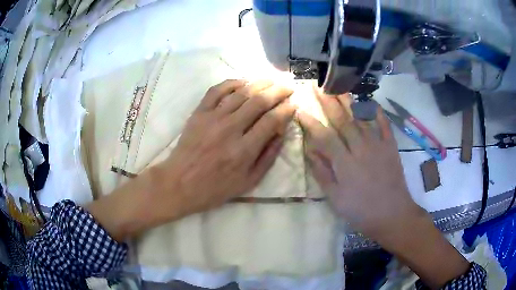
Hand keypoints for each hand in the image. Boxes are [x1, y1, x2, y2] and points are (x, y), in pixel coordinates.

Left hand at [87, 80, 294, 240]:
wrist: (179, 183)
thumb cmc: (215, 188)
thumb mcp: (248, 182)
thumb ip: (268, 157)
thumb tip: (282, 133)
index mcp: (244, 150)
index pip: (271, 120)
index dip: (286, 110)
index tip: (293, 105)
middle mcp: (230, 129)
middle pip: (259, 101)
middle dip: (278, 91)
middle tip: (287, 87)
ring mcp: (212, 118)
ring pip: (240, 92)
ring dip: (259, 83)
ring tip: (271, 81)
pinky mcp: (199, 113)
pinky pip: (216, 91)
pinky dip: (231, 83)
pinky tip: (242, 82)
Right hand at [296, 92, 418, 236]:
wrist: (392, 214)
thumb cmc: (360, 210)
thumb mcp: (335, 198)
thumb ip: (322, 173)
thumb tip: (310, 151)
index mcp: (345, 163)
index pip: (324, 137)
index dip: (311, 123)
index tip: (300, 110)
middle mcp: (361, 148)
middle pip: (342, 121)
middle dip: (328, 102)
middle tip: (318, 87)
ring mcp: (378, 145)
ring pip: (361, 118)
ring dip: (349, 102)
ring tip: (339, 87)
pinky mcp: (390, 147)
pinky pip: (384, 125)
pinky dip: (377, 112)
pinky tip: (371, 102)